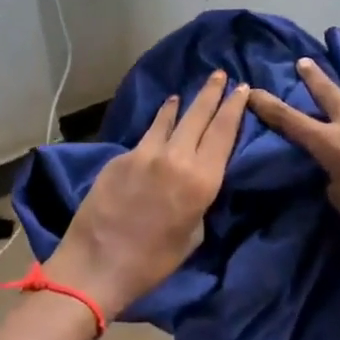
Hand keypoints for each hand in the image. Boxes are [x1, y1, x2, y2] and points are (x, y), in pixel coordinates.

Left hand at [46, 71, 249, 314]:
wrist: (97, 265)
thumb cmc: (153, 262)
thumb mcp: (193, 234)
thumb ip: (199, 199)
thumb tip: (196, 180)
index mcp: (201, 180)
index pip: (223, 132)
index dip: (234, 107)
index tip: (243, 88)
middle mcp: (176, 158)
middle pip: (198, 116)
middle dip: (212, 93)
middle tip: (220, 74)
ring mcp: (144, 154)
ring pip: (169, 119)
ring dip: (182, 104)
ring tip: (187, 94)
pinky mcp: (119, 158)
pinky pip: (147, 135)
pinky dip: (158, 124)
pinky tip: (161, 121)